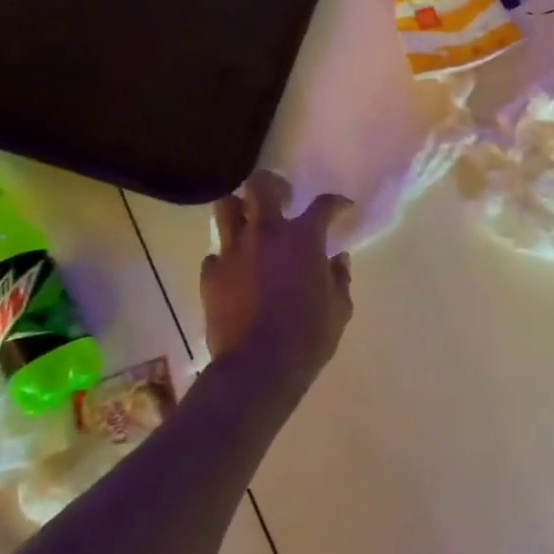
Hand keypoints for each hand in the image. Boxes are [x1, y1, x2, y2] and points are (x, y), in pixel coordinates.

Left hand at [201, 171, 352, 398]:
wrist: (256, 369)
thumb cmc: (306, 338)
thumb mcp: (339, 310)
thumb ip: (339, 279)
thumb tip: (337, 260)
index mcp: (303, 238)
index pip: (323, 205)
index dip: (336, 204)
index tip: (342, 208)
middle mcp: (266, 234)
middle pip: (261, 186)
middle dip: (273, 185)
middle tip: (283, 197)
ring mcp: (233, 252)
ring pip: (227, 208)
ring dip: (241, 209)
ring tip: (251, 222)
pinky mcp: (210, 275)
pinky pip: (215, 254)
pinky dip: (226, 256)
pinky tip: (235, 269)